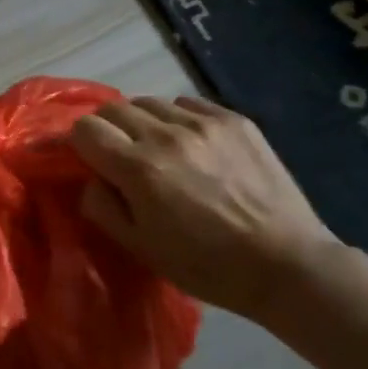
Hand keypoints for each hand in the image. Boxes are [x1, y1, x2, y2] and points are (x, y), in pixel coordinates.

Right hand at [69, 95, 336, 321]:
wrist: (288, 265)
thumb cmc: (208, 266)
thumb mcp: (141, 248)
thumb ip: (102, 206)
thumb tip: (91, 177)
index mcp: (139, 168)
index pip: (85, 129)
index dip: (79, 143)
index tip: (87, 159)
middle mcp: (166, 134)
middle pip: (113, 109)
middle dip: (107, 129)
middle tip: (120, 155)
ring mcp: (203, 123)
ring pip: (149, 102)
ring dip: (142, 122)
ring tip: (158, 148)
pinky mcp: (234, 119)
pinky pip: (187, 103)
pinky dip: (178, 118)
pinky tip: (191, 144)